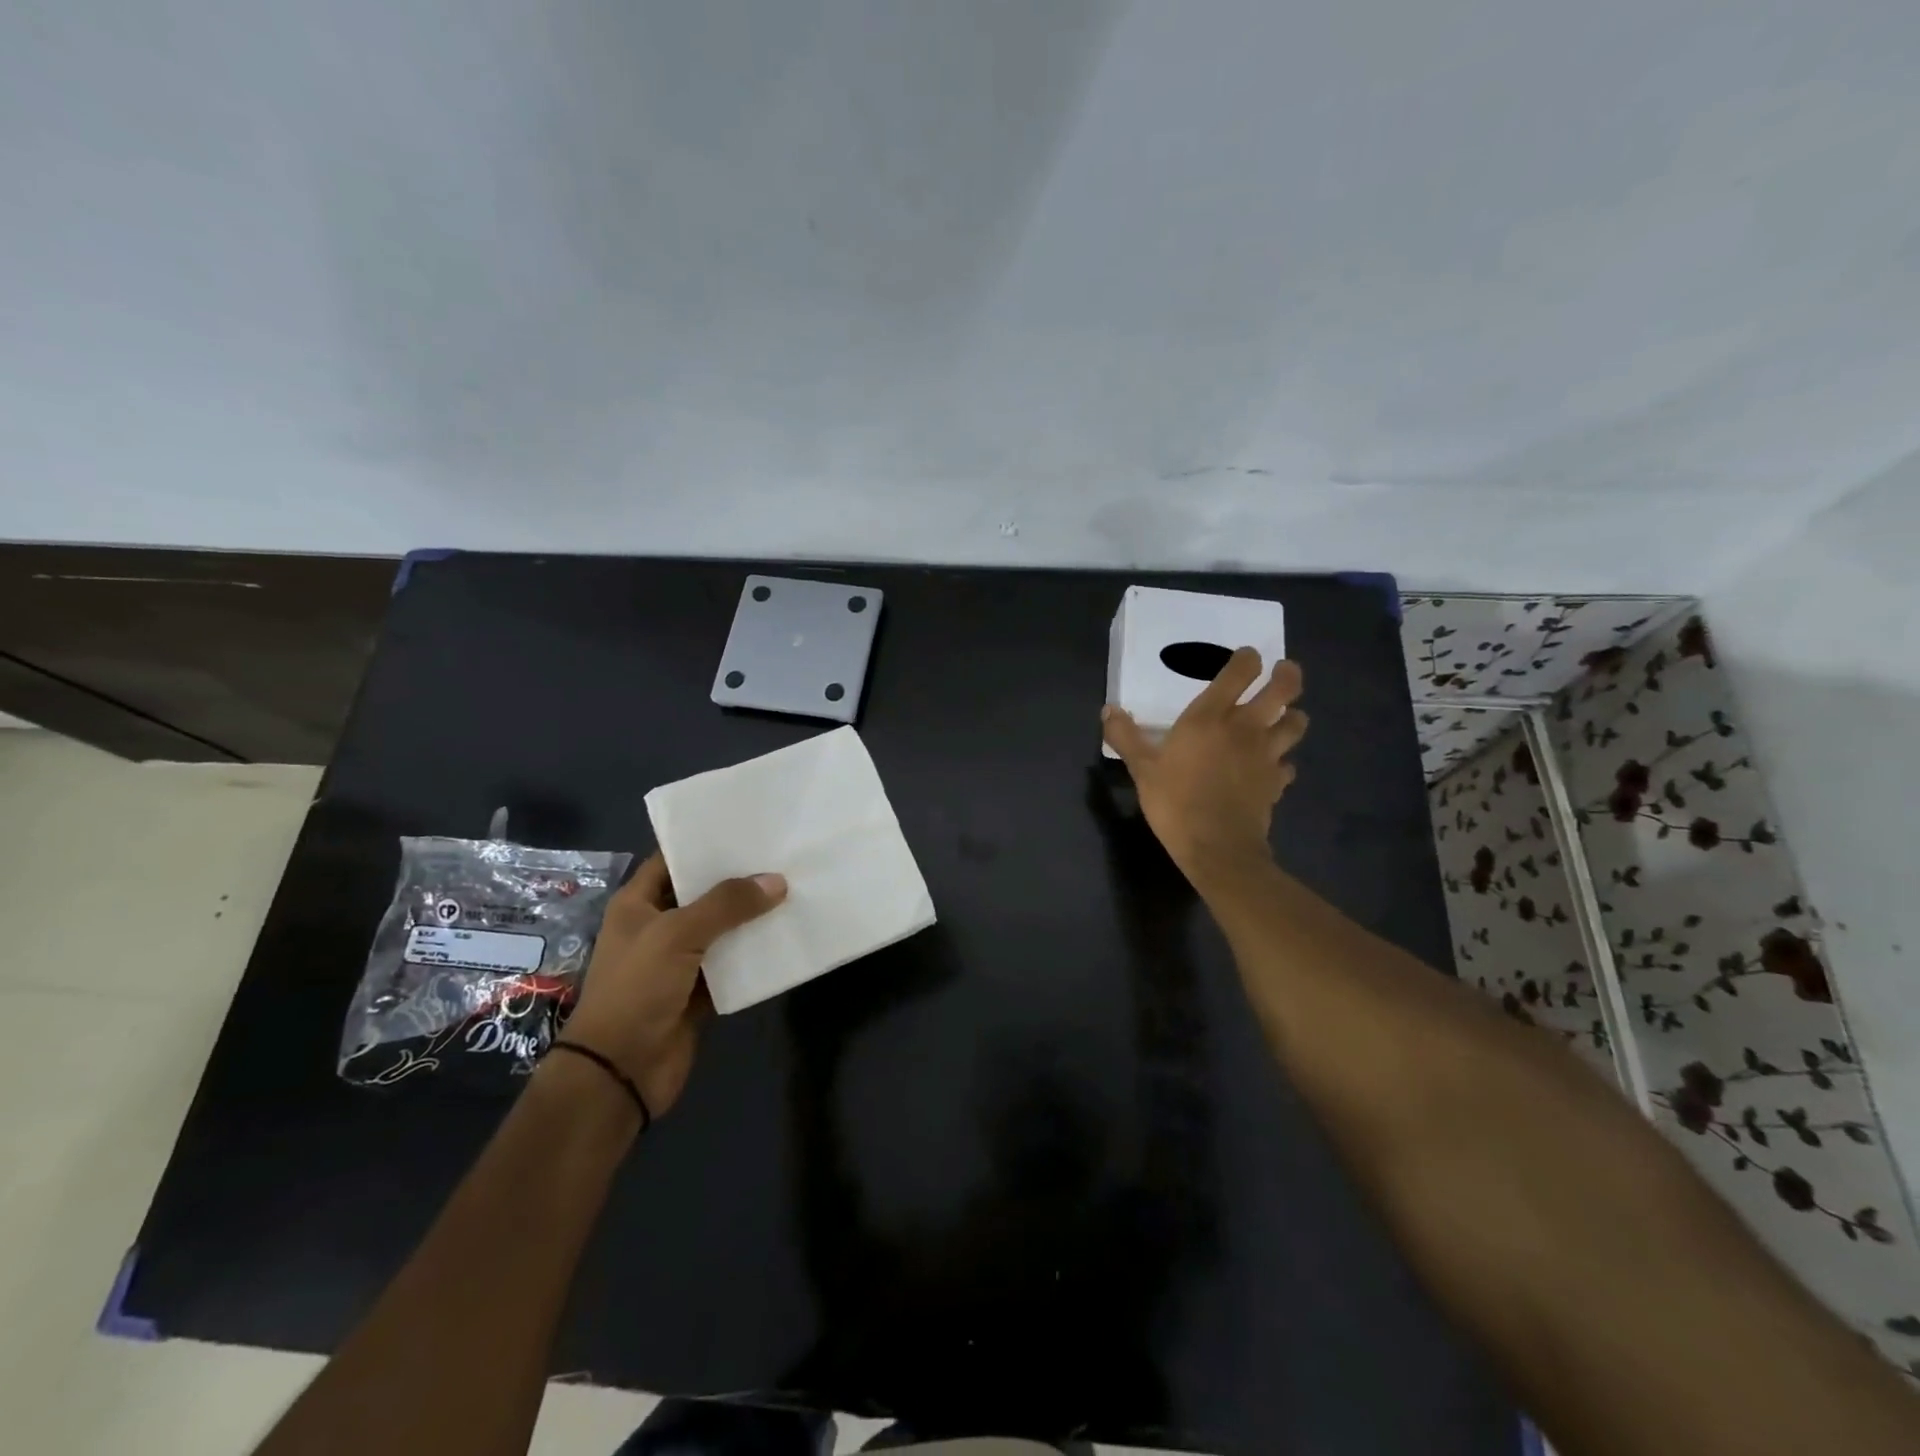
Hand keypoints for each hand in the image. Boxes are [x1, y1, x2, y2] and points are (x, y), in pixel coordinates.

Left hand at [558, 854, 786, 1117]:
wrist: (620, 1071)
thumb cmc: (636, 989)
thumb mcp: (677, 934)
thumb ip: (727, 905)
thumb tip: (776, 881)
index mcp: (638, 904)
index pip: (673, 860)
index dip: (705, 843)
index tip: (748, 827)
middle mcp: (657, 926)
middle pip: (703, 893)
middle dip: (739, 878)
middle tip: (782, 855)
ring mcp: (679, 960)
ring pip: (722, 929)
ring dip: (752, 916)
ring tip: (794, 888)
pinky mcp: (698, 991)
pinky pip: (732, 964)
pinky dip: (754, 954)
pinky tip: (786, 936)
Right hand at [1102, 649, 1307, 878]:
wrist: (1217, 847)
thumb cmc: (1175, 801)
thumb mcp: (1141, 769)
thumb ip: (1125, 736)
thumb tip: (1109, 710)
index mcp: (1211, 717)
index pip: (1240, 672)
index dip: (1247, 658)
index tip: (1247, 656)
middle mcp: (1246, 728)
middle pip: (1283, 689)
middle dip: (1287, 675)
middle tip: (1285, 670)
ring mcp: (1267, 755)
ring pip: (1296, 724)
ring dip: (1293, 717)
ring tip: (1285, 717)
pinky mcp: (1276, 783)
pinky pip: (1288, 765)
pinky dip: (1283, 763)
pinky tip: (1273, 768)